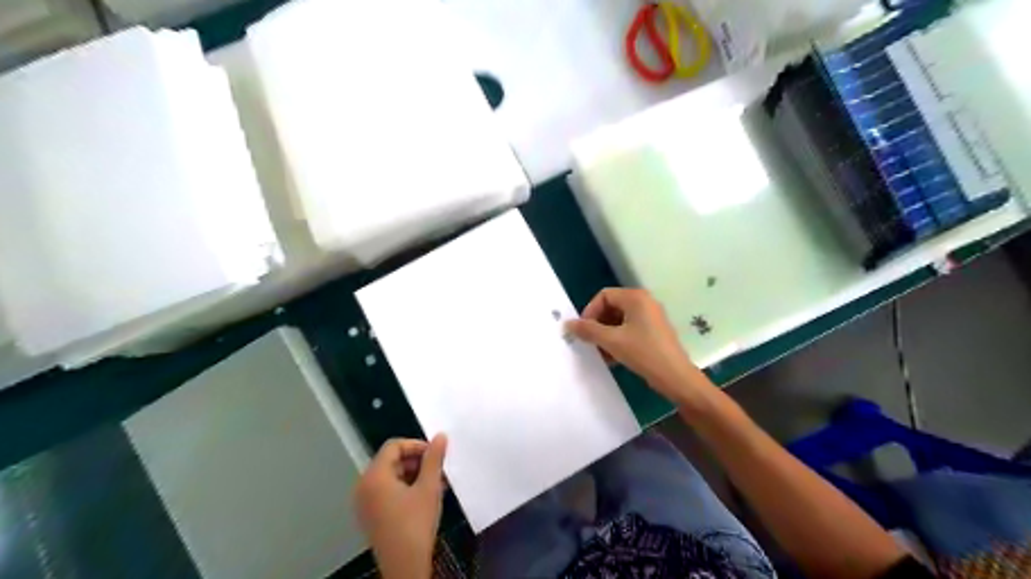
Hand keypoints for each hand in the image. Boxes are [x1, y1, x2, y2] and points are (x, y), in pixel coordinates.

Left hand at [358, 435, 444, 578]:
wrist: (404, 567)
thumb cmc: (416, 524)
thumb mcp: (429, 487)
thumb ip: (434, 459)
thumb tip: (440, 436)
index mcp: (374, 476)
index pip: (394, 446)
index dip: (416, 445)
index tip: (436, 454)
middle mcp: (364, 486)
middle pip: (391, 460)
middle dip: (417, 461)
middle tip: (438, 469)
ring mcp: (365, 502)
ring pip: (391, 476)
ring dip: (414, 475)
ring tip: (437, 483)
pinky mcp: (370, 515)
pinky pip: (386, 491)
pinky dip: (405, 488)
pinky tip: (425, 496)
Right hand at [567, 288, 714, 403]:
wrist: (676, 377)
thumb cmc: (643, 353)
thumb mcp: (612, 341)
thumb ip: (588, 330)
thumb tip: (567, 324)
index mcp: (635, 298)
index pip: (604, 296)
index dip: (590, 312)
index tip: (584, 331)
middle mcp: (644, 302)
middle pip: (611, 307)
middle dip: (597, 325)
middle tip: (590, 343)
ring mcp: (650, 317)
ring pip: (619, 320)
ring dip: (606, 335)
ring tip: (600, 354)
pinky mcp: (653, 332)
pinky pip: (629, 330)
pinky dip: (618, 340)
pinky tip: (613, 358)